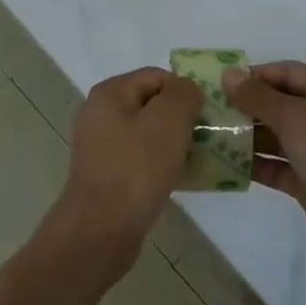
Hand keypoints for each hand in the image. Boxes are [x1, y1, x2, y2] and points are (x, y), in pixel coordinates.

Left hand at [54, 68, 203, 280]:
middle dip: (181, 118)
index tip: (206, 116)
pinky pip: (141, 159)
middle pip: (151, 104)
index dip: (185, 91)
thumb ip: (183, 93)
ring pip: (147, 133)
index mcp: (109, 93)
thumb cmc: (137, 167)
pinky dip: (161, 164)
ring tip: (197, 160)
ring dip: (174, 143)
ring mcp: (100, 146)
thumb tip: (187, 91)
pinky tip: (179, 179)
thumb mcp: (169, 119)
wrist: (102, 228)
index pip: (156, 76)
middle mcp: (99, 113)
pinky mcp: (106, 174)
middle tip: (206, 138)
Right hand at [222, 61, 305, 279]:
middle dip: (245, 106)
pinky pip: (276, 166)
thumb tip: (228, 73)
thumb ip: (259, 97)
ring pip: (275, 136)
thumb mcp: (296, 119)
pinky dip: (254, 164)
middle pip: (279, 103)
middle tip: (208, 111)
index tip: (218, 83)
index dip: (254, 75)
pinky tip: (224, 164)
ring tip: (208, 136)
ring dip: (245, 136)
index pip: (286, 72)